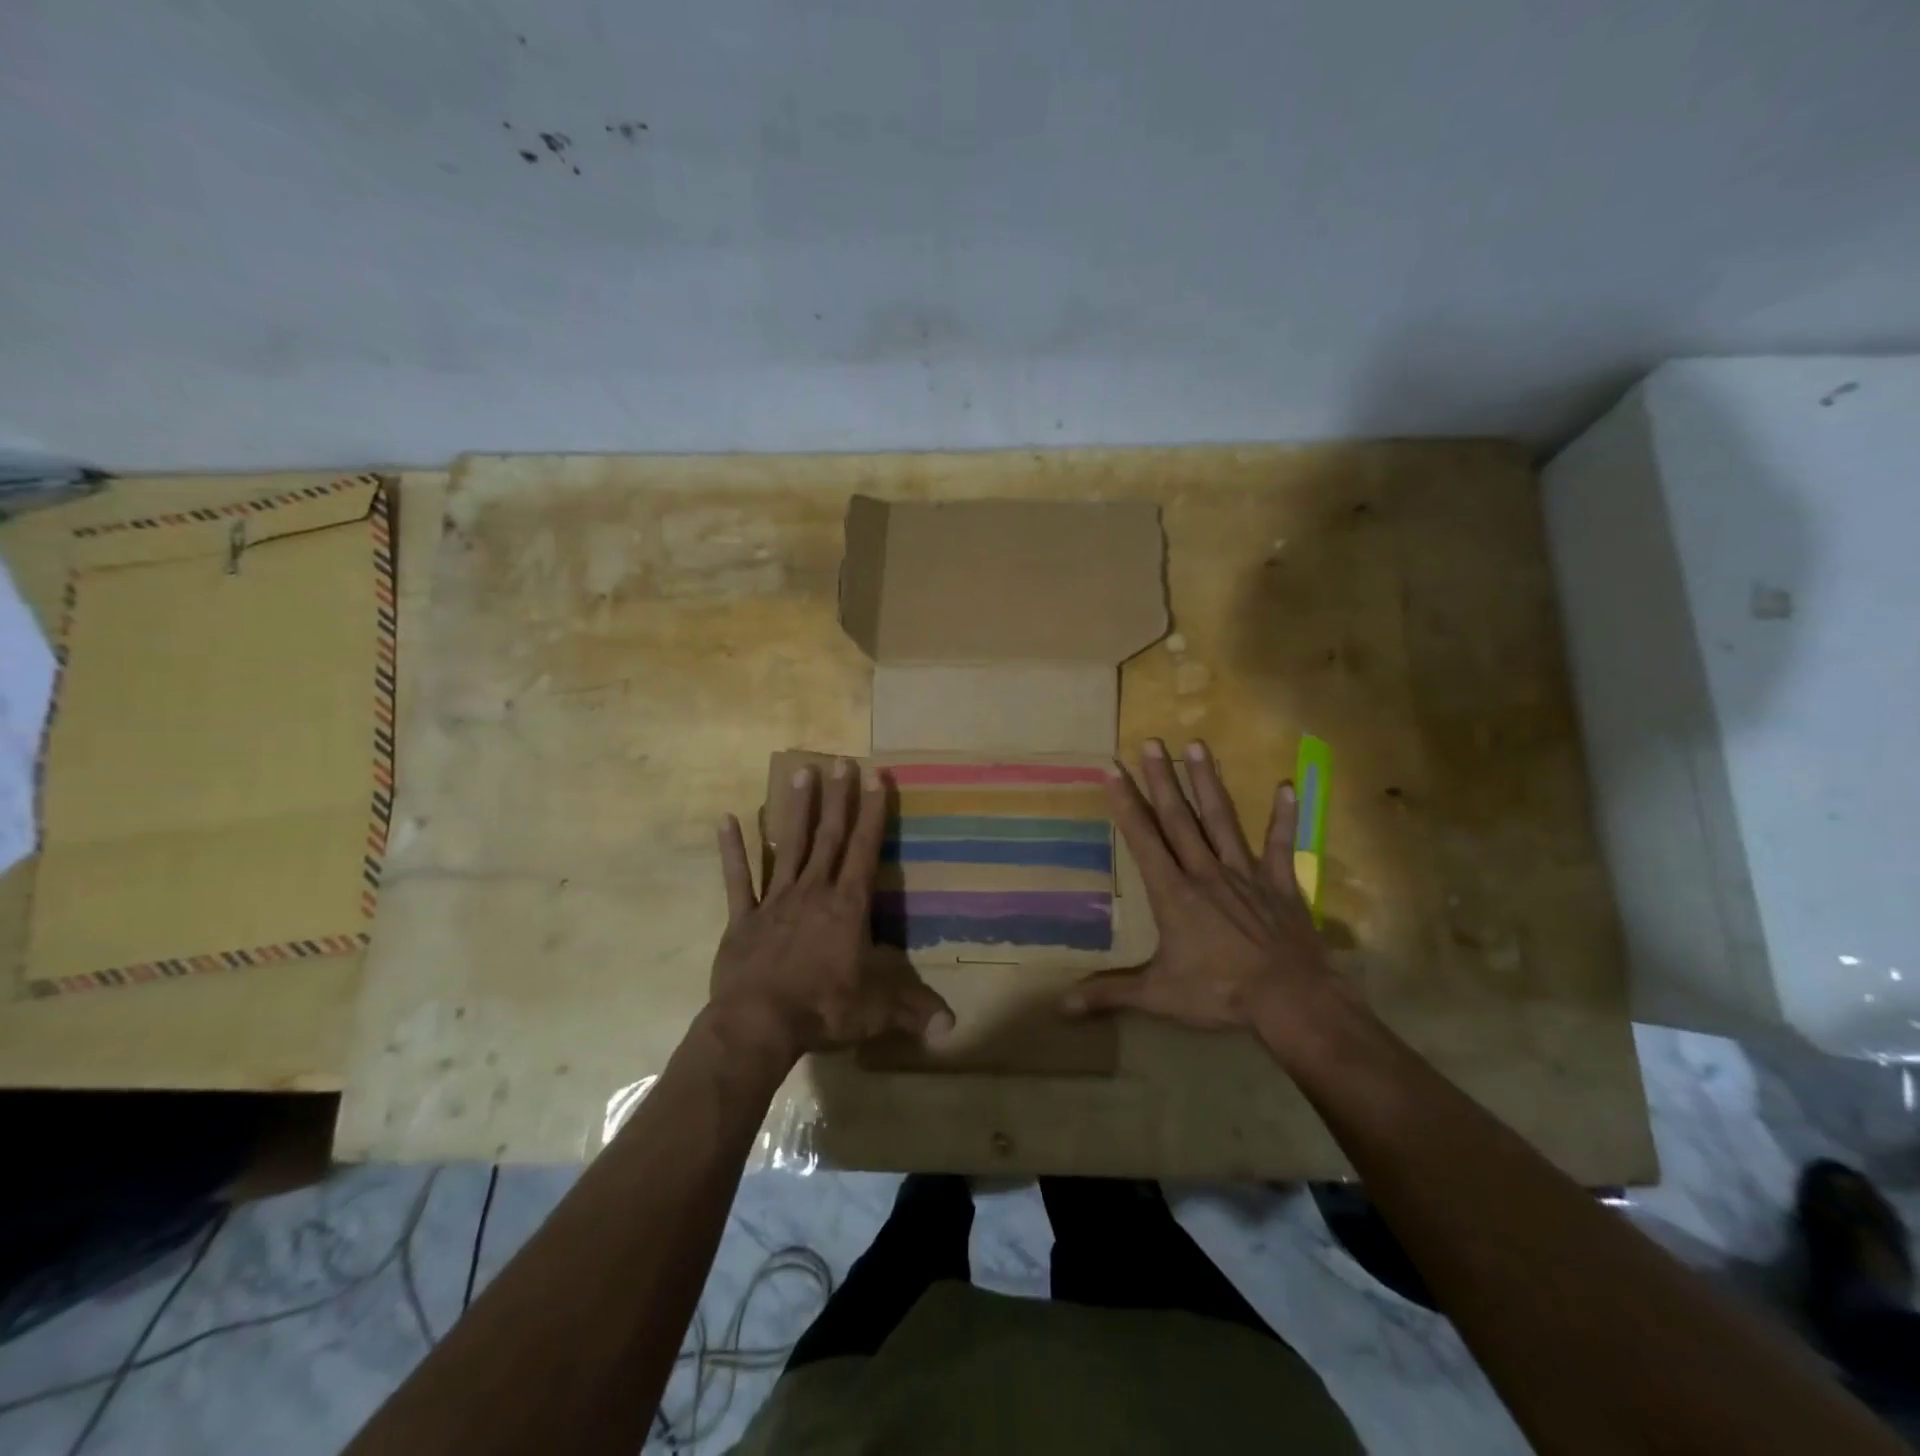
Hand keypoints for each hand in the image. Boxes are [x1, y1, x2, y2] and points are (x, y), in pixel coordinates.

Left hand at [710, 759, 953, 1059]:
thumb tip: (953, 1027)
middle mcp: (813, 892)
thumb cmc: (823, 1009)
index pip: (865, 849)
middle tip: (840, 760)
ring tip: (800, 772)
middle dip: (838, 798)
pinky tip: (725, 819)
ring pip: (788, 846)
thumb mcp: (877, 1011)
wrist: (758, 1025)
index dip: (873, 812)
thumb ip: (913, 1010)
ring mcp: (775, 901)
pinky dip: (731, 850)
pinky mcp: (742, 918)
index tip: (875, 775)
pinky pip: (737, 879)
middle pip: (828, 837)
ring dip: (795, 809)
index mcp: (848, 906)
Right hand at [1062, 738, 1339, 1030]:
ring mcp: (1245, 873)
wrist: (1292, 1000)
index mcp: (1173, 892)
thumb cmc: (1220, 993)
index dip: (1125, 803)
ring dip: (1207, 781)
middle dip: (1161, 778)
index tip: (1112, 769)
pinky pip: (1280, 844)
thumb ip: (1110, 993)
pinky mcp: (1280, 883)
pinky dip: (1284, 817)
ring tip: (1197, 745)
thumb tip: (1059, 1005)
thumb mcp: (1158, 995)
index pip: (1143, 839)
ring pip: (1221, 819)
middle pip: (1178, 818)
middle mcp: (1205, 872)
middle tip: (1151, 741)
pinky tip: (1287, 785)